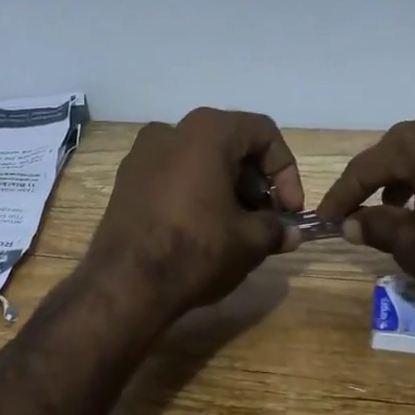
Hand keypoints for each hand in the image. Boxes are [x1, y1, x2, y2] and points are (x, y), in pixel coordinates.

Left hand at [84, 108, 303, 322]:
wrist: (124, 284)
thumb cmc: (195, 250)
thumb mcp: (250, 241)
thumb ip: (276, 228)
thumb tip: (290, 232)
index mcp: (206, 131)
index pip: (263, 134)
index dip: (286, 171)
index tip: (290, 210)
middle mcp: (170, 130)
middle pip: (230, 146)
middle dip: (256, 184)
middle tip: (266, 221)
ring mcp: (141, 155)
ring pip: (200, 162)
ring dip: (227, 191)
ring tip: (238, 231)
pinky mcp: (125, 183)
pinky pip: (173, 178)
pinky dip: (196, 196)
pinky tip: (204, 232)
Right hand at [317, 112, 414, 352]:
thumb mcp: (414, 246)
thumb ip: (376, 226)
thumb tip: (351, 223)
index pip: (370, 164)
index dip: (343, 193)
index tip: (325, 219)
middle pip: (405, 146)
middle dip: (379, 177)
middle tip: (360, 208)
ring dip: (413, 174)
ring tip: (400, 209)